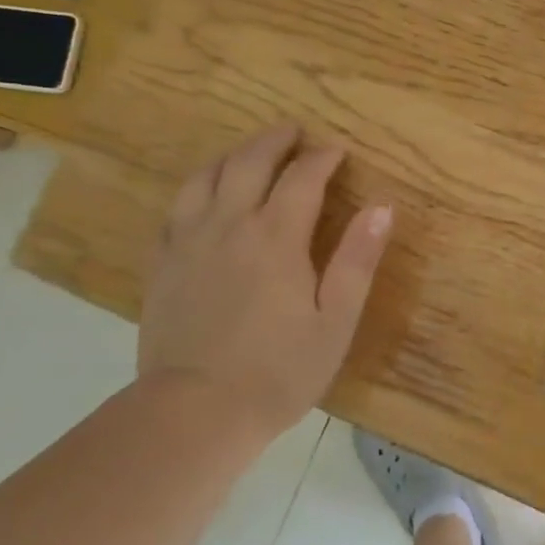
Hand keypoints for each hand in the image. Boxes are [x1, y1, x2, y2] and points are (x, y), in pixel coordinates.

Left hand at [139, 124, 392, 441]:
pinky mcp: (163, 264)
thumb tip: (381, 208)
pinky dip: (197, 187)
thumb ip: (357, 260)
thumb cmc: (279, 371)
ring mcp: (189, 242)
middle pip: (248, 163)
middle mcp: (229, 225)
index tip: (337, 151)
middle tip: (294, 132)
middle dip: (275, 141)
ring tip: (248, 153)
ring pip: (205, 177)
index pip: (302, 177)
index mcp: (276, 237)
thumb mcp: (336, 321)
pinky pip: (176, 208)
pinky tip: (205, 195)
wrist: (195, 412)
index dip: (322, 158)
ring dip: (232, 156)